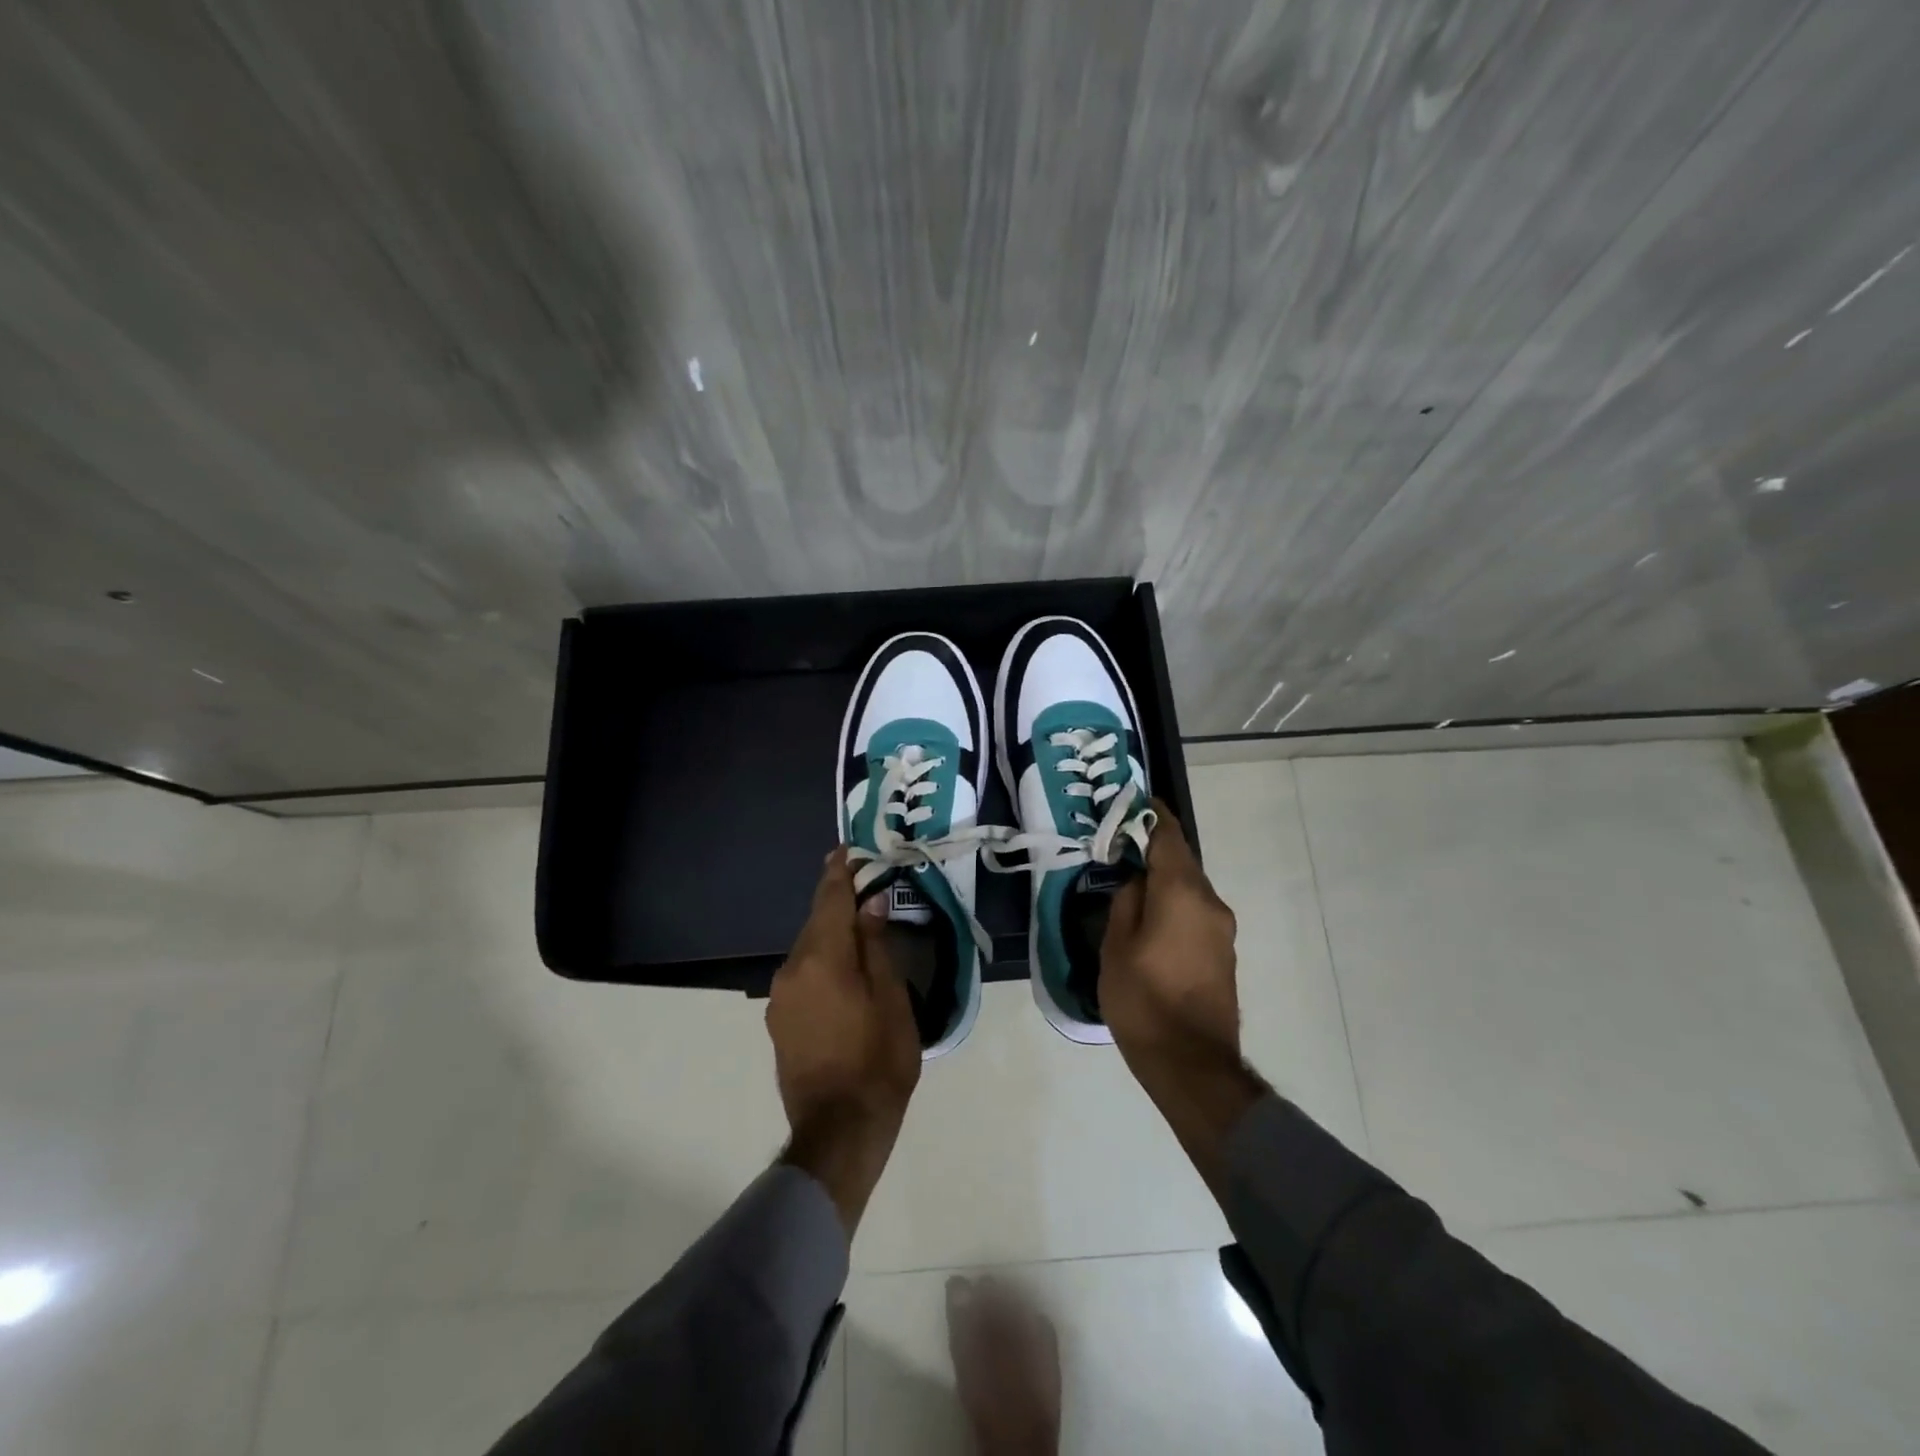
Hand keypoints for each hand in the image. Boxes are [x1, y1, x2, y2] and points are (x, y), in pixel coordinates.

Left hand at [767, 850, 921, 1232]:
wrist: (838, 1131)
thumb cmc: (877, 1061)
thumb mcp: (891, 999)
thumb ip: (876, 947)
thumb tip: (870, 904)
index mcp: (821, 959)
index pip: (828, 900)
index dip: (838, 872)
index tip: (845, 849)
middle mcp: (791, 970)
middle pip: (815, 923)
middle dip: (838, 903)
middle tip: (864, 886)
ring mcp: (780, 997)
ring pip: (807, 950)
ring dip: (831, 935)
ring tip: (859, 928)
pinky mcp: (779, 1021)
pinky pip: (802, 974)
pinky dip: (822, 961)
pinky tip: (843, 970)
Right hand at [1101, 803, 1240, 1066]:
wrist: (1192, 1065)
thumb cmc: (1144, 1001)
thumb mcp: (1116, 948)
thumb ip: (1126, 903)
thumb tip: (1137, 882)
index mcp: (1182, 893)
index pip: (1169, 837)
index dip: (1152, 815)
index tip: (1135, 801)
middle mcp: (1210, 903)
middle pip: (1181, 862)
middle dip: (1153, 851)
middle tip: (1120, 848)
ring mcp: (1222, 930)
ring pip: (1189, 890)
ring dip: (1164, 882)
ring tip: (1131, 887)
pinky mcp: (1224, 954)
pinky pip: (1196, 914)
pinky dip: (1174, 906)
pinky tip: (1151, 921)